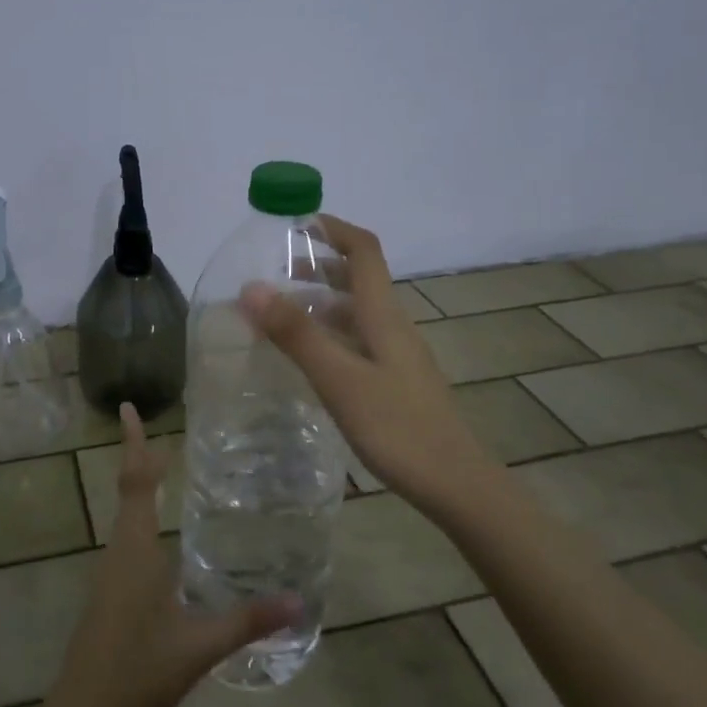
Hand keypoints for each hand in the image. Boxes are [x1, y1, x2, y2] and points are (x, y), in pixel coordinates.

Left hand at [0, 406, 295, 706]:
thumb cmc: (136, 673)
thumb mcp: (198, 646)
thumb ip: (247, 621)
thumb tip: (299, 601)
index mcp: (134, 550)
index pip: (136, 482)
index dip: (134, 444)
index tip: (127, 407)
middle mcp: (118, 553)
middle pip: (129, 492)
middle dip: (142, 460)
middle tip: (166, 435)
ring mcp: (110, 576)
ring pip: (126, 519)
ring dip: (142, 490)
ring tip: (166, 472)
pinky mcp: (110, 598)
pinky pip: (128, 543)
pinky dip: (143, 521)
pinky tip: (164, 542)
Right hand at [238, 213, 493, 516]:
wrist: (455, 485)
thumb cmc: (398, 428)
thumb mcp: (340, 380)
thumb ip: (297, 335)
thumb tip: (251, 287)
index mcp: (383, 315)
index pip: (364, 251)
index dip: (333, 228)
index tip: (294, 221)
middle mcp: (392, 326)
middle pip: (359, 278)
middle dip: (319, 263)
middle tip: (273, 269)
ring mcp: (395, 355)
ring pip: (356, 311)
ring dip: (321, 299)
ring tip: (279, 309)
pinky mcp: (393, 381)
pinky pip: (356, 340)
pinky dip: (328, 332)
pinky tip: (307, 356)